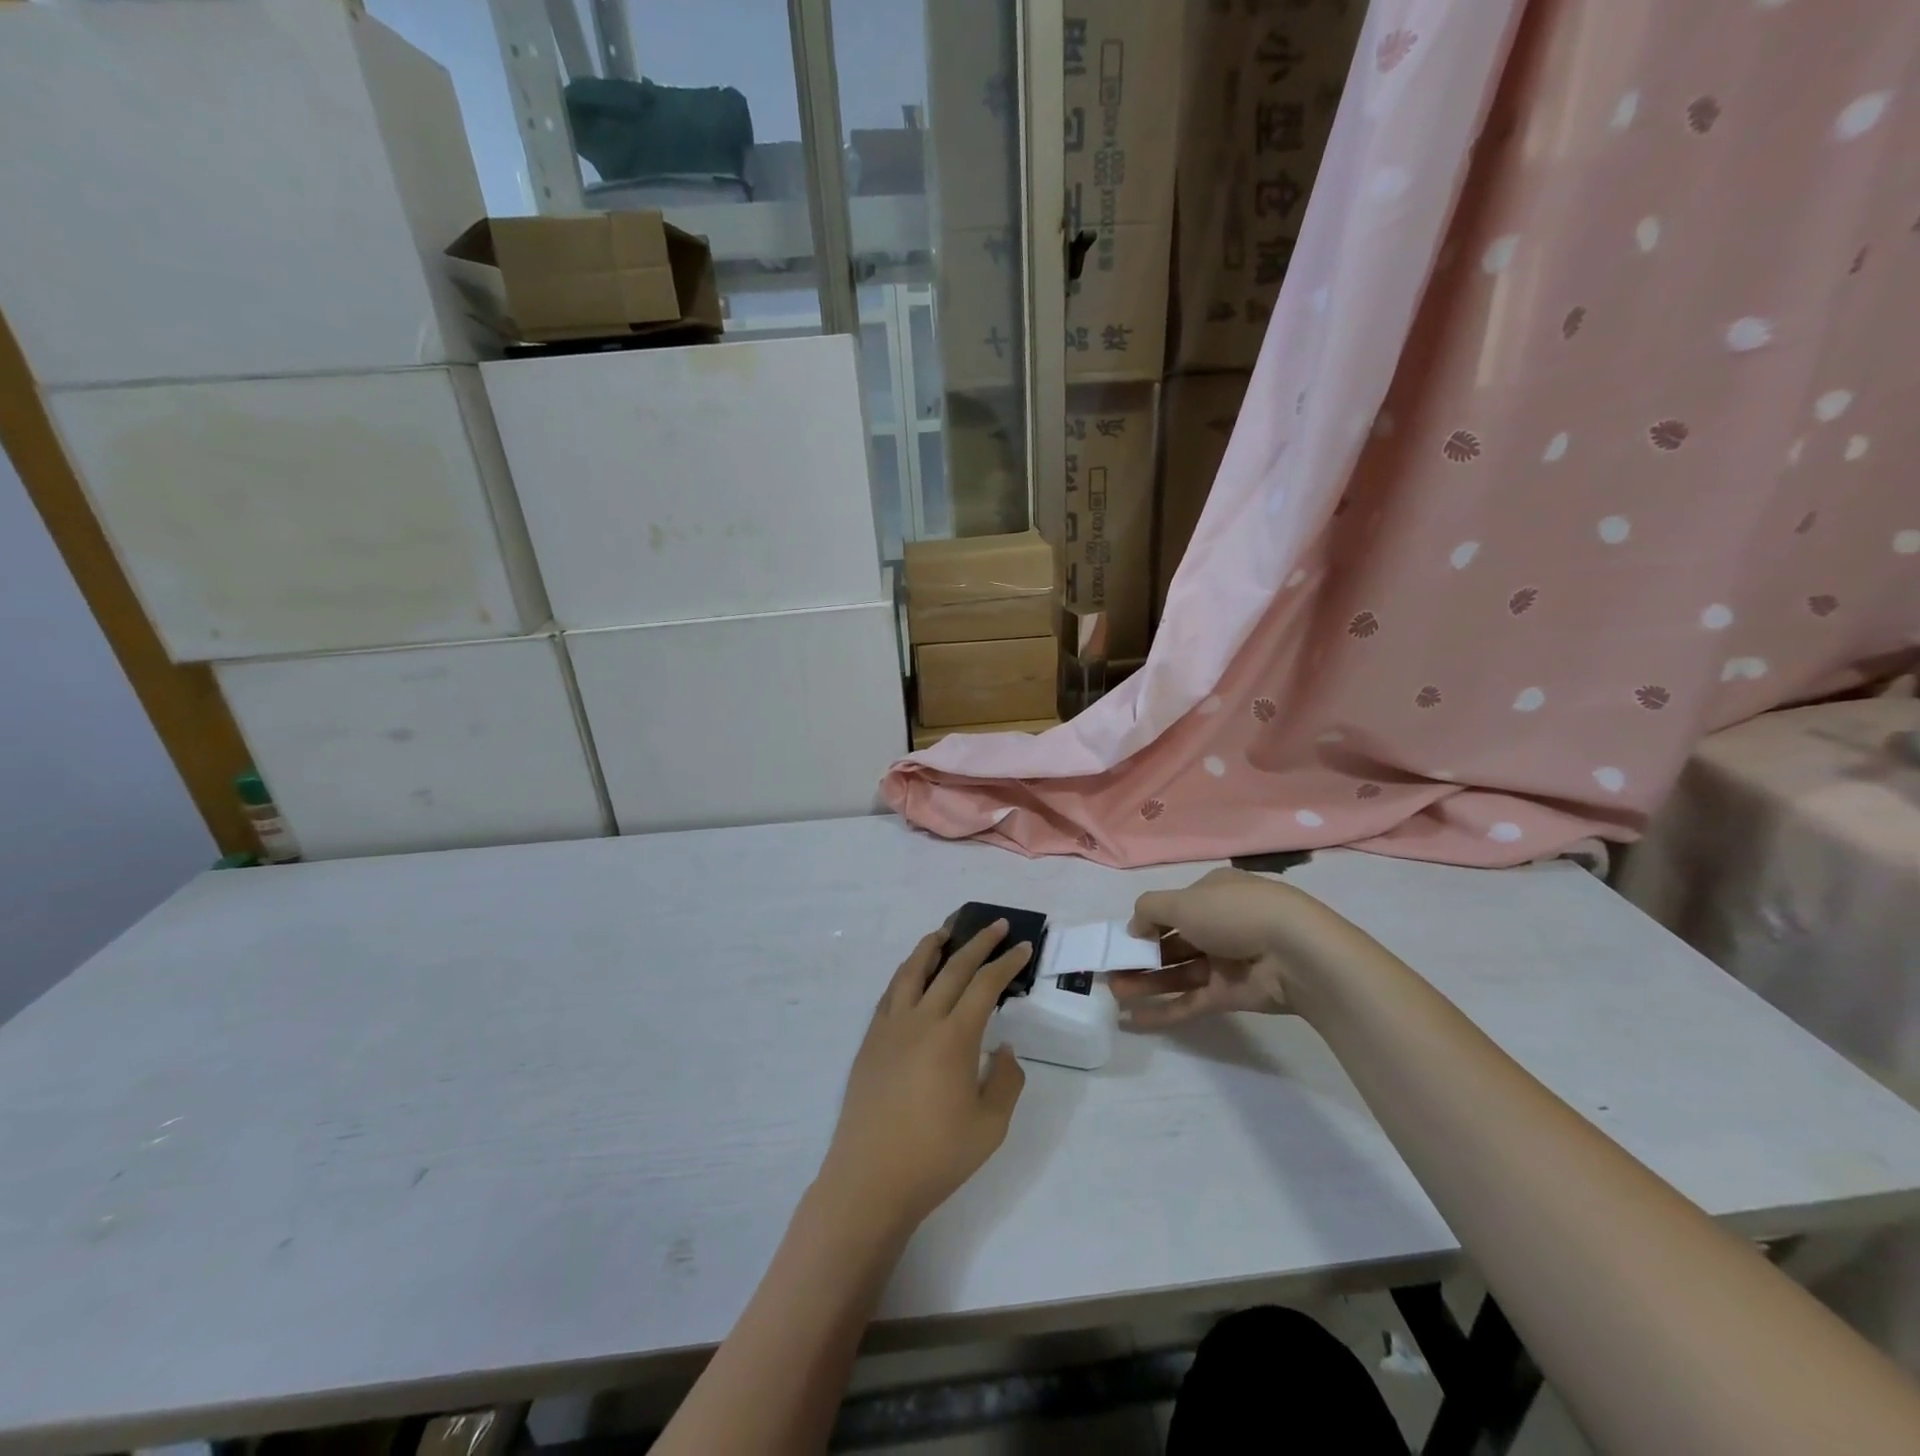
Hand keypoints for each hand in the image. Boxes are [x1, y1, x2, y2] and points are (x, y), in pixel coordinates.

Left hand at [819, 921, 1030, 1229]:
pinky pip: (891, 992)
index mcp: (954, 1037)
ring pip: (913, 971)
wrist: (870, 1179)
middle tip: (995, 926)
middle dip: (977, 943)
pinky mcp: (870, 1040)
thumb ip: (1005, 1081)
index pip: (985, 985)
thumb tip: (1003, 1048)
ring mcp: (890, 1027)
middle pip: (952, 968)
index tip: (1021, 946)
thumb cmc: (936, 1157)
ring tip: (946, 931)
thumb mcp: (991, 1126)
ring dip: (932, 946)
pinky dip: (906, 973)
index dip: (1006, 963)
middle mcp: (921, 1020)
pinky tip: (912, 974)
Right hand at [1111, 867, 1342, 1028]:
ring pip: (1178, 973)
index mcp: (1213, 894)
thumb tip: (1134, 928)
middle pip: (1172, 942)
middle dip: (1140, 957)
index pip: (1174, 907)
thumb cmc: (1234, 913)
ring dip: (1145, 983)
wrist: (1294, 953)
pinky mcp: (1230, 995)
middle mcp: (1219, 925)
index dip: (1146, 922)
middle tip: (1110, 971)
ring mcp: (1226, 962)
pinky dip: (1164, 1011)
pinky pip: (1190, 1002)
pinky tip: (1134, 1020)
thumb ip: (1149, 910)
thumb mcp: (1183, 900)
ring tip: (1114, 993)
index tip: (1123, 939)